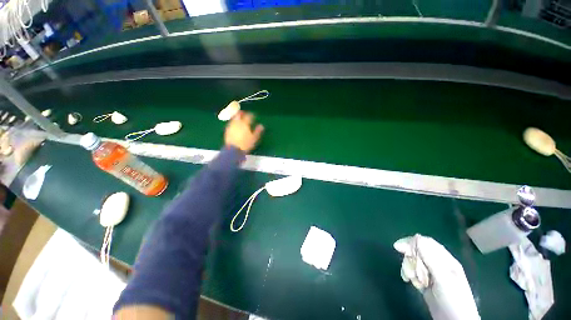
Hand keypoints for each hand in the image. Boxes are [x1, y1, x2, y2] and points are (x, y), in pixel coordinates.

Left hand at [224, 111, 263, 152]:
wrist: (233, 150)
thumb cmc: (245, 144)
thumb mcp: (254, 138)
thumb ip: (258, 131)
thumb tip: (261, 126)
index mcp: (245, 124)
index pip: (249, 116)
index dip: (252, 115)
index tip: (254, 115)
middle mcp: (237, 123)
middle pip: (239, 114)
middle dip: (242, 113)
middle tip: (244, 113)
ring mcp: (231, 126)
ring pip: (234, 118)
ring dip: (237, 116)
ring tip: (239, 118)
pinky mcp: (227, 130)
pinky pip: (230, 123)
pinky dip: (233, 122)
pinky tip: (234, 124)